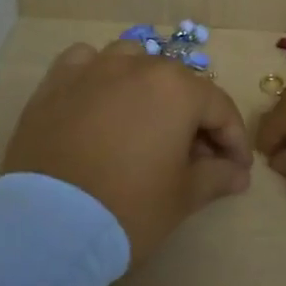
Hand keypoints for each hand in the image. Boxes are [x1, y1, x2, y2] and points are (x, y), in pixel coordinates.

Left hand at [0, 40, 252, 266]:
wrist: (48, 224)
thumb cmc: (128, 207)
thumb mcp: (183, 198)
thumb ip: (217, 176)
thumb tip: (237, 172)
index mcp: (178, 89)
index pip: (220, 109)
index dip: (234, 141)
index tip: (236, 170)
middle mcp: (139, 66)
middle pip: (179, 86)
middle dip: (193, 119)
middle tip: (194, 159)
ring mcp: (94, 69)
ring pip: (133, 62)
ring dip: (148, 86)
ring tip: (146, 121)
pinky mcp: (56, 81)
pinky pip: (86, 62)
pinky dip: (99, 75)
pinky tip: (99, 98)